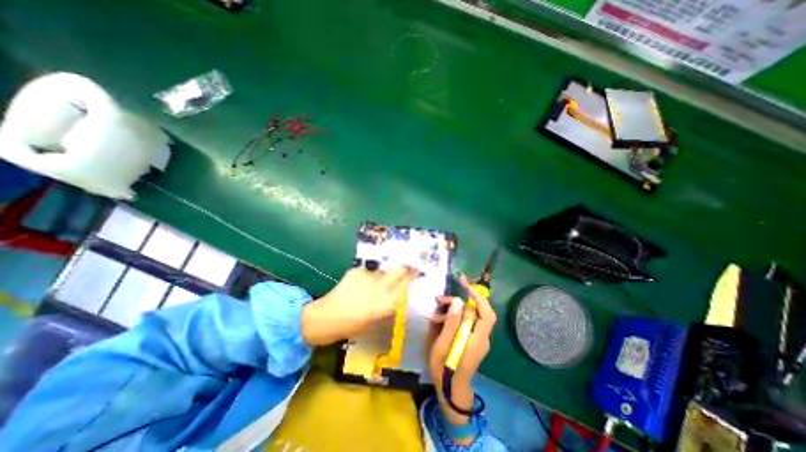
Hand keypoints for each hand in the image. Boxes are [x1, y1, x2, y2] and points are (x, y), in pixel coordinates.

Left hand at [300, 269, 414, 344]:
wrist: (324, 318)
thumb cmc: (350, 326)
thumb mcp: (374, 319)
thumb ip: (387, 304)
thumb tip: (396, 292)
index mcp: (385, 304)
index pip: (406, 286)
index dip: (412, 278)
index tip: (416, 273)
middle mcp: (379, 288)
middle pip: (399, 270)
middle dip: (404, 269)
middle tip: (404, 270)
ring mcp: (367, 277)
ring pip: (382, 272)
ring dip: (381, 277)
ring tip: (369, 287)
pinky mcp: (356, 271)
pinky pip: (367, 272)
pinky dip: (366, 278)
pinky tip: (356, 286)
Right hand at [428, 276, 497, 426]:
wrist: (451, 390)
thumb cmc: (445, 369)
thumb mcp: (443, 346)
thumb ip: (452, 323)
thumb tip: (458, 302)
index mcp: (477, 340)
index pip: (486, 313)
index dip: (478, 296)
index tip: (464, 284)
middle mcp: (481, 337)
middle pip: (475, 312)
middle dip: (458, 302)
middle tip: (440, 299)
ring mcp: (477, 338)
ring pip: (469, 316)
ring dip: (453, 311)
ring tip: (435, 315)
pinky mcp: (472, 339)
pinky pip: (465, 323)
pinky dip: (454, 318)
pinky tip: (441, 321)